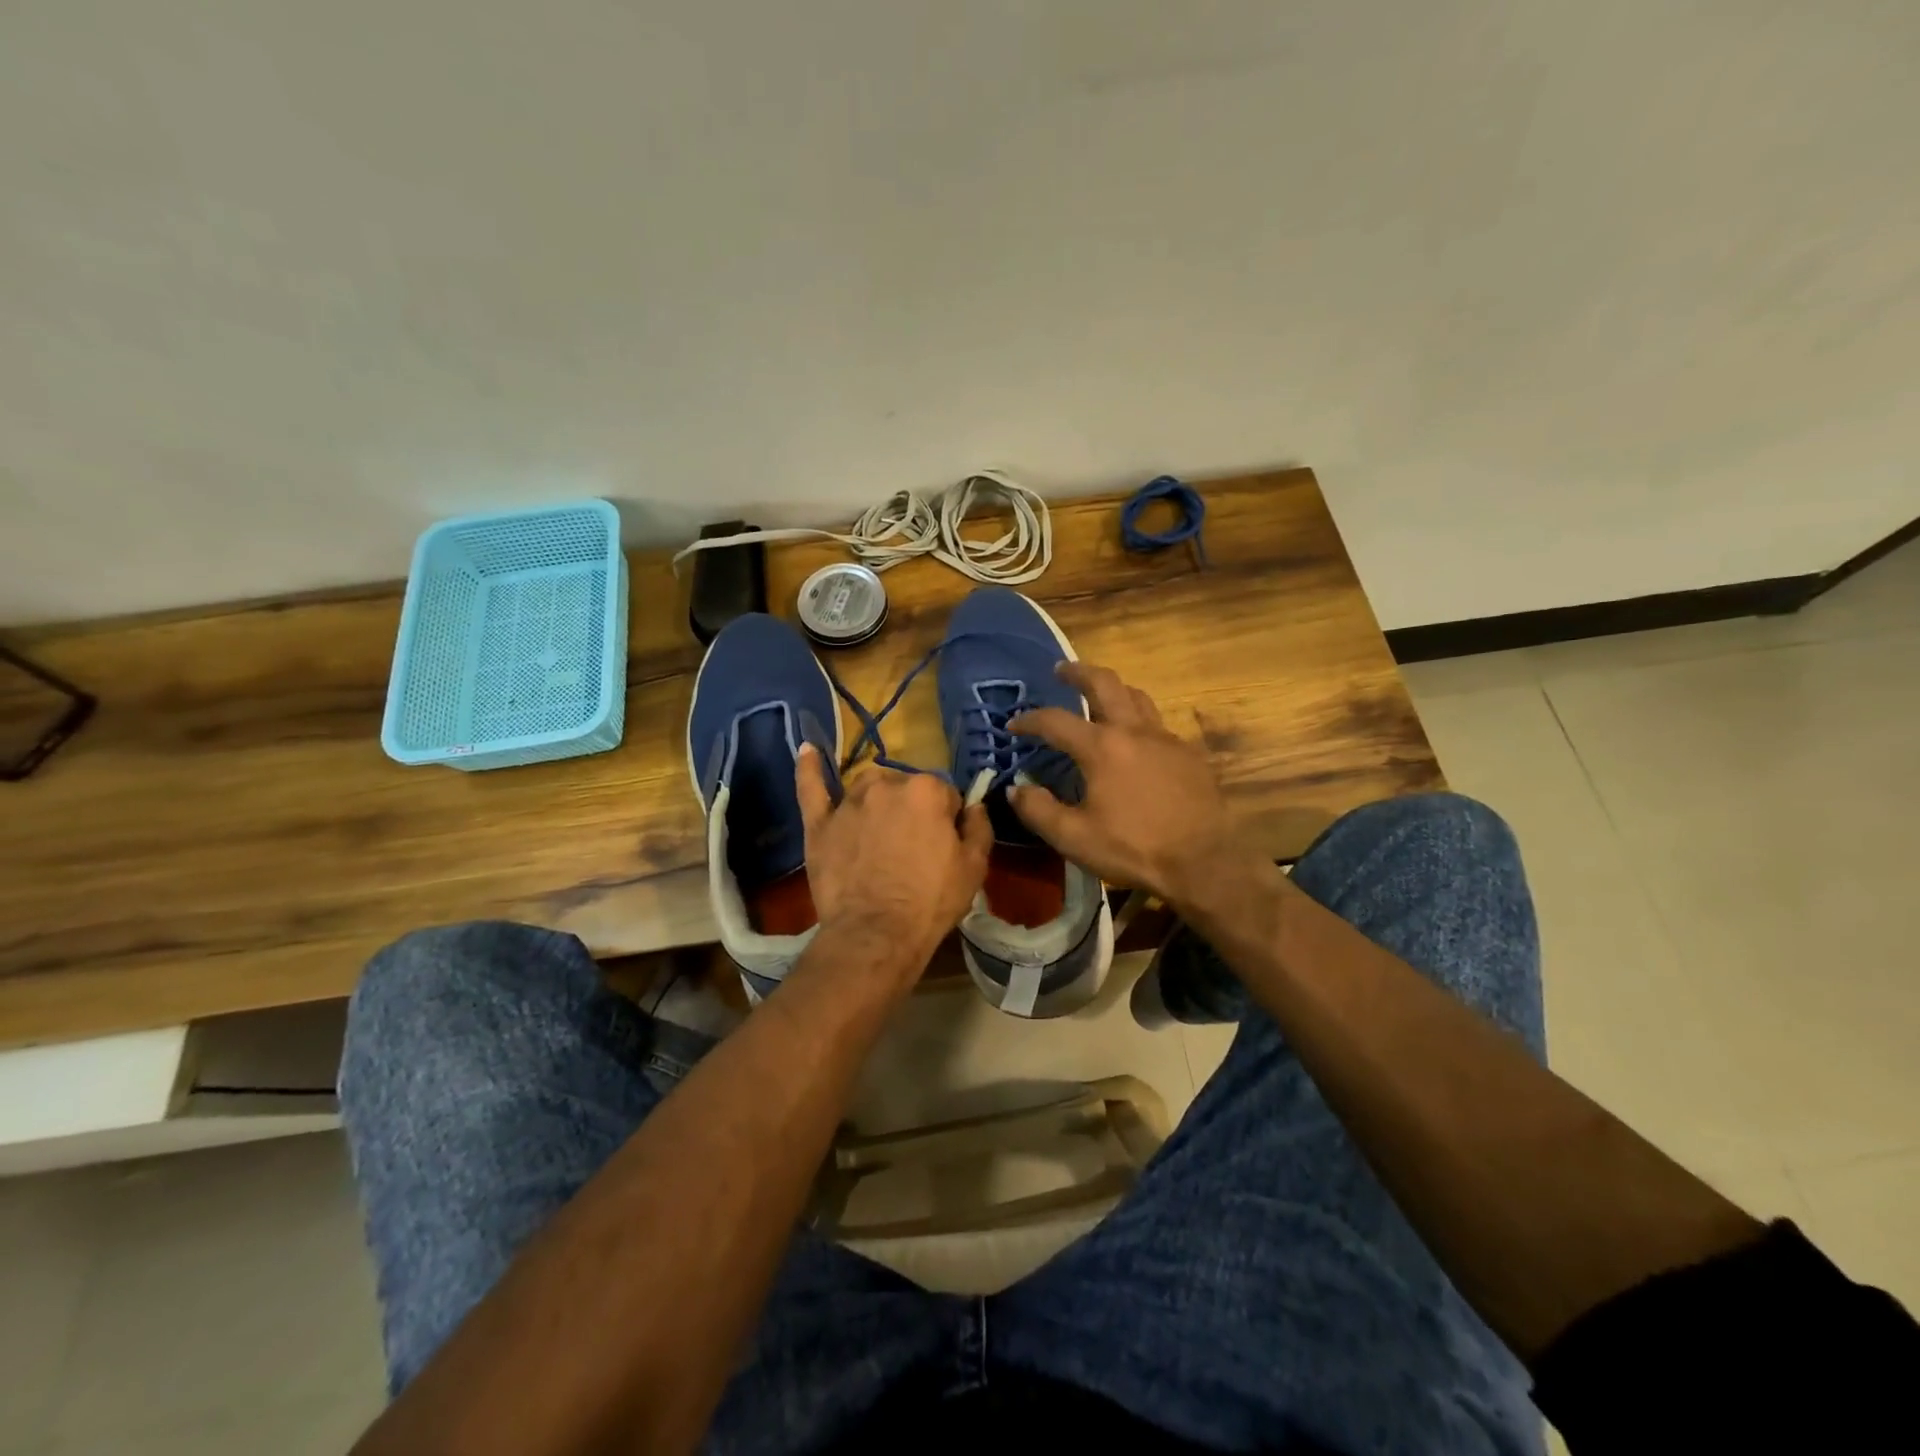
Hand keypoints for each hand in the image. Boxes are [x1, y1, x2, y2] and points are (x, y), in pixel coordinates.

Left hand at [795, 746, 991, 978]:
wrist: (876, 934)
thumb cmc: (931, 901)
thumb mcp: (974, 867)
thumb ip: (979, 827)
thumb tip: (974, 805)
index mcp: (927, 790)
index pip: (945, 794)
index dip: (947, 821)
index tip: (944, 846)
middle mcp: (886, 785)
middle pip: (906, 788)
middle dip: (913, 811)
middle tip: (914, 849)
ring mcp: (849, 802)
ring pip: (868, 788)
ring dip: (878, 801)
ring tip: (880, 834)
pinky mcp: (820, 823)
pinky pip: (811, 787)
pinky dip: (809, 768)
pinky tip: (808, 750)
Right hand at [1008, 663, 1250, 910]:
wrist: (1203, 863)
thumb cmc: (1134, 849)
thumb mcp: (1073, 837)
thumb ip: (1038, 810)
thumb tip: (1016, 790)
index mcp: (1102, 747)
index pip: (1055, 720)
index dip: (1029, 719)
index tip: (1013, 724)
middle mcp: (1134, 731)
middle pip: (1104, 683)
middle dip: (1078, 672)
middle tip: (1061, 669)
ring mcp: (1166, 739)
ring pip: (1137, 696)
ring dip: (1113, 688)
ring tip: (1099, 695)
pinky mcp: (1188, 754)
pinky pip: (1157, 724)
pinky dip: (1138, 719)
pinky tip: (1134, 741)